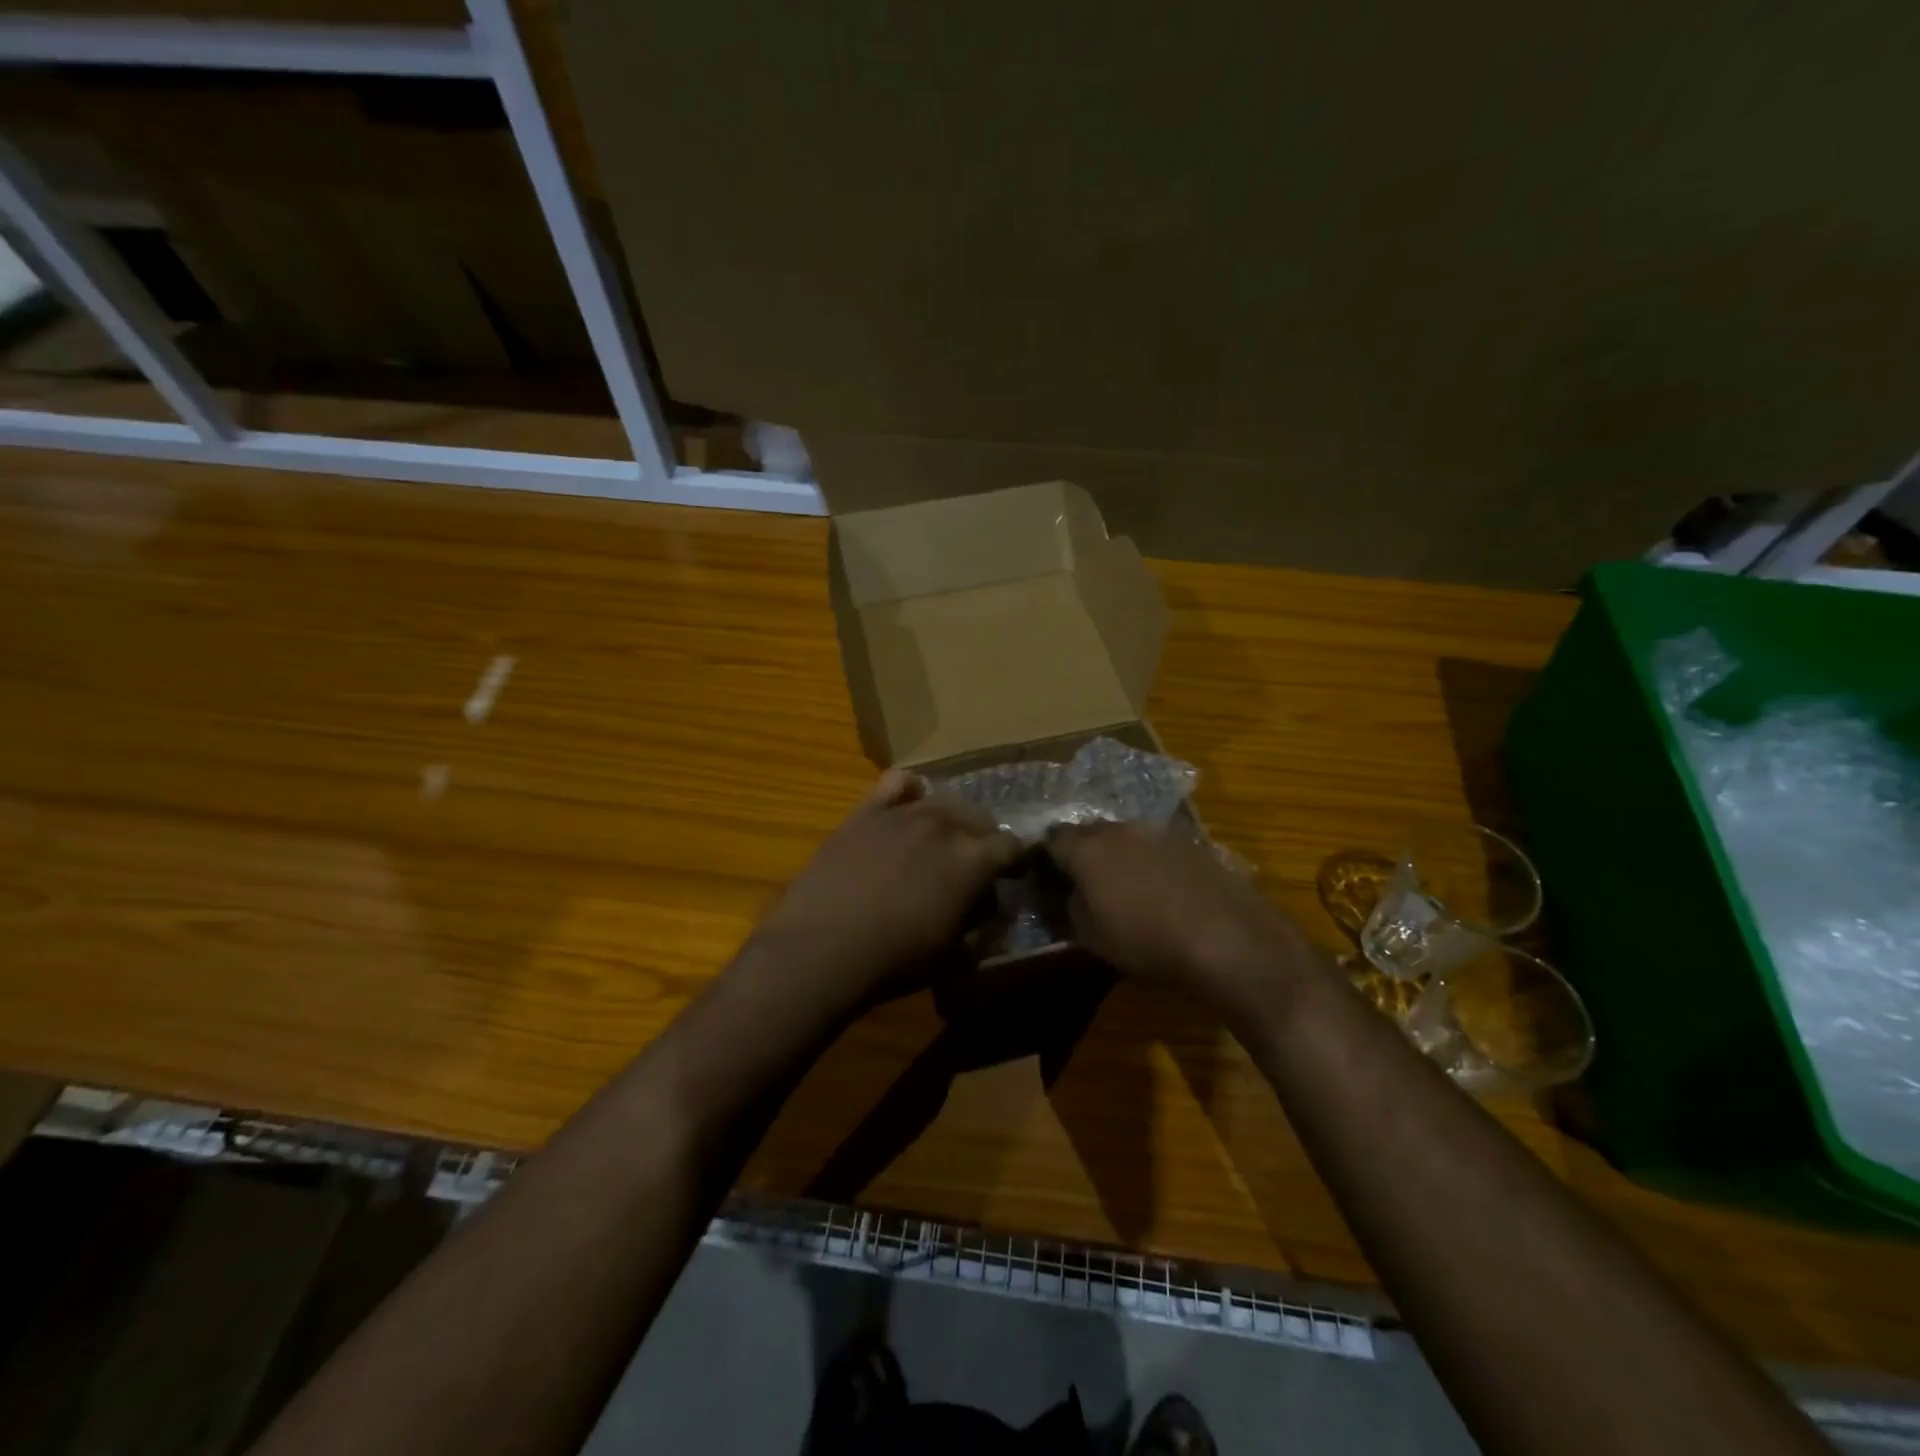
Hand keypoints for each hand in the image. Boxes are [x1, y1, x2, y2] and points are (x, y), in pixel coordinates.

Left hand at [749, 770, 1022, 1012]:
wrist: (821, 949)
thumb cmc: (893, 962)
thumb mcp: (952, 953)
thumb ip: (978, 920)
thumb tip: (986, 902)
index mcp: (971, 861)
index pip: (1010, 846)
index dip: (1014, 861)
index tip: (1009, 876)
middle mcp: (942, 826)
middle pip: (978, 817)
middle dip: (984, 838)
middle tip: (973, 864)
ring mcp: (902, 814)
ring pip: (942, 801)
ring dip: (951, 818)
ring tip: (941, 839)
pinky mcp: (866, 812)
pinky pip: (896, 782)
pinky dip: (910, 789)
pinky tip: (909, 804)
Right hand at [1047, 823, 1318, 1016]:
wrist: (1227, 937)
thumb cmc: (1146, 941)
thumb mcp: (1092, 938)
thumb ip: (1070, 909)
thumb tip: (1068, 895)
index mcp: (1087, 849)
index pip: (1053, 839)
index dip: (1046, 856)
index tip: (1046, 876)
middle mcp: (1119, 830)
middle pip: (1089, 831)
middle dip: (1081, 850)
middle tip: (1083, 880)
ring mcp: (1158, 832)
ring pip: (1125, 836)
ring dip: (1118, 854)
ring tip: (1124, 885)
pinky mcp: (1191, 842)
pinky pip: (1156, 846)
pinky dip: (1150, 861)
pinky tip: (1160, 889)